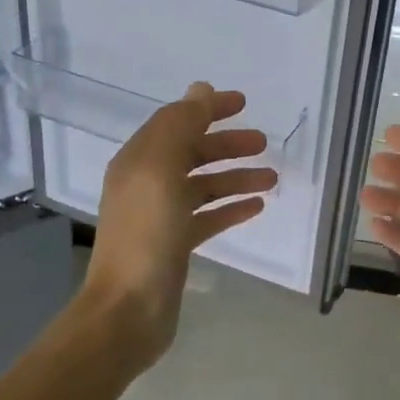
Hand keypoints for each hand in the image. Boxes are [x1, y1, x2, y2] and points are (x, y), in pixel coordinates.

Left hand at [84, 82, 277, 367]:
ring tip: (271, 178)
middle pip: (192, 152)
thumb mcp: (161, 170)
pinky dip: (231, 208)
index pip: (176, 121)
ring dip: (236, 177)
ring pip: (204, 185)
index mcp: (139, 160)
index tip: (243, 103)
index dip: (207, 109)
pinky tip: (257, 207)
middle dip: (227, 145)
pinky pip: (208, 216)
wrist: (128, 309)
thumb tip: (200, 90)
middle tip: (263, 142)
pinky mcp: (176, 244)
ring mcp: (162, 215)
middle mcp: (148, 183)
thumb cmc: (146, 234)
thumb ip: (180, 126)